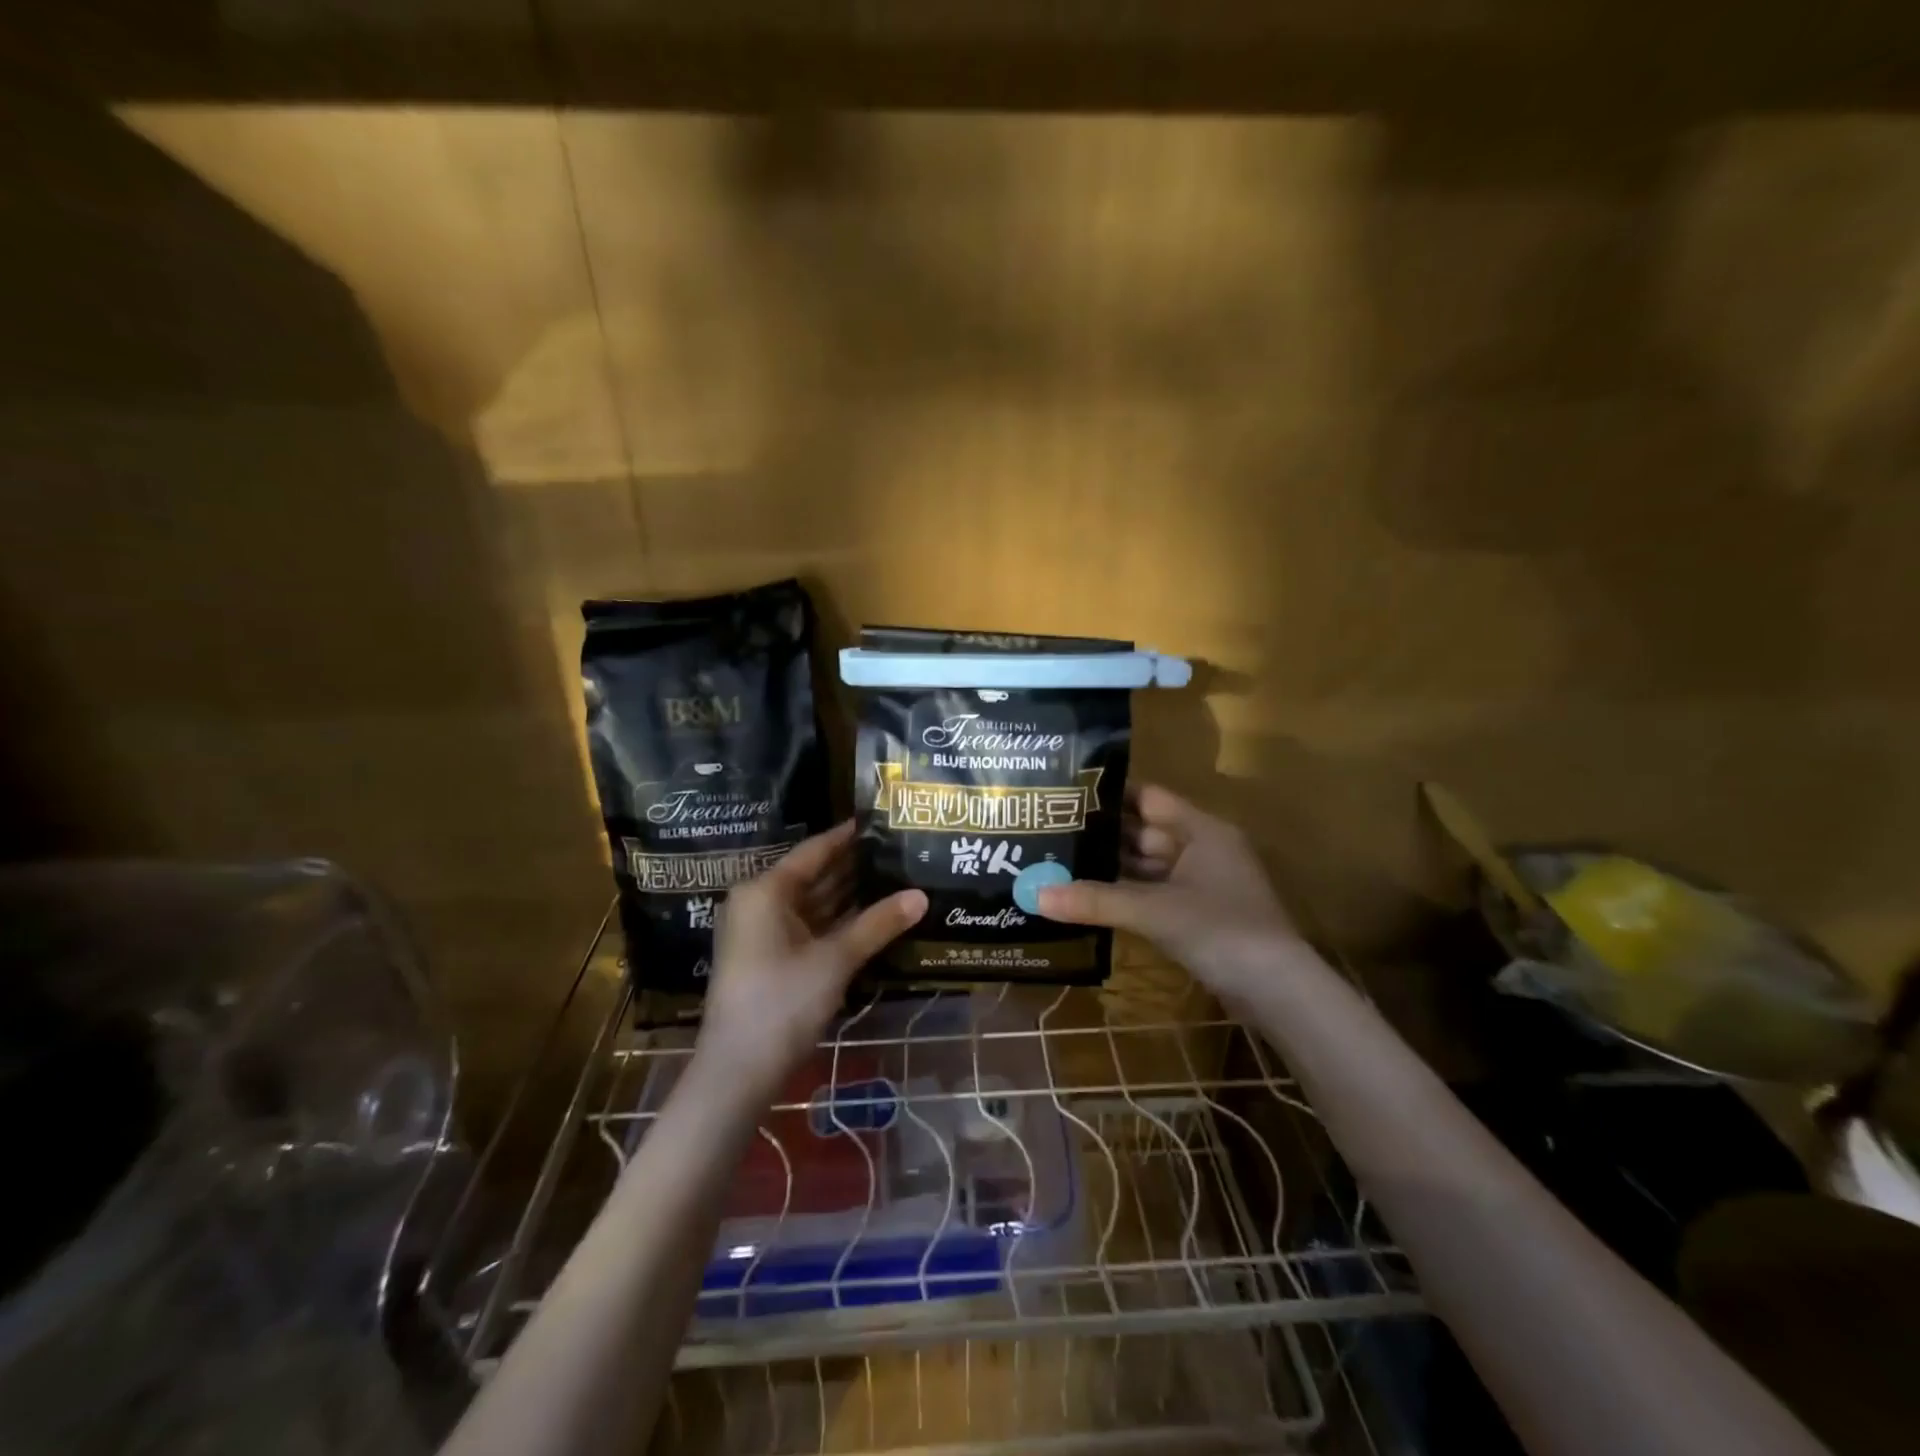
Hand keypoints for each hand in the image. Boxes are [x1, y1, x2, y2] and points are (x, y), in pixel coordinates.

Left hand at [698, 822, 925, 1097]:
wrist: (737, 1073)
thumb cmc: (782, 1002)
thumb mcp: (835, 960)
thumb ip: (878, 924)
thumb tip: (921, 895)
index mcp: (765, 891)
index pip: (814, 851)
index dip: (848, 836)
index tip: (881, 821)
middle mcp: (759, 903)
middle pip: (813, 876)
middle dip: (854, 868)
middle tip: (898, 852)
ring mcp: (762, 934)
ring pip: (812, 904)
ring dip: (849, 897)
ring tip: (894, 879)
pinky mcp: (769, 960)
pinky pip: (808, 928)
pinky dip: (837, 923)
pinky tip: (872, 919)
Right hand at [1037, 783, 1297, 997]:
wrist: (1277, 992)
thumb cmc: (1221, 930)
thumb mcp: (1154, 911)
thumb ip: (1095, 900)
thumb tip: (1035, 895)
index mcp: (1201, 830)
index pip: (1148, 797)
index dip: (1109, 795)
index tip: (1066, 795)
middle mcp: (1201, 848)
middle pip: (1143, 832)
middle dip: (1101, 835)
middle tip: (1050, 833)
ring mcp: (1201, 883)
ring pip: (1146, 866)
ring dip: (1110, 868)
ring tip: (1059, 862)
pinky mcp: (1197, 914)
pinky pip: (1152, 893)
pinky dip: (1125, 895)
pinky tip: (1088, 897)